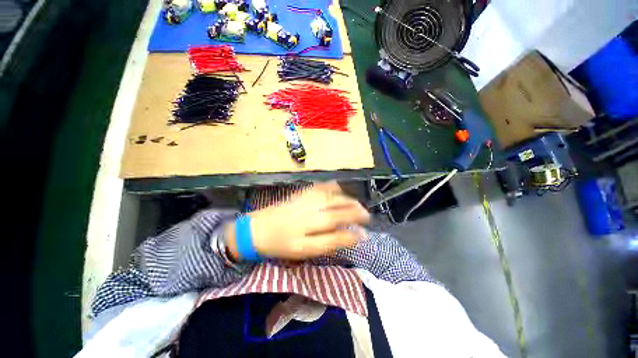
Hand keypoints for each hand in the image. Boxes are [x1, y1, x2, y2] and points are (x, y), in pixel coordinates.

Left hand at [226, 182, 369, 260]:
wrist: (257, 228)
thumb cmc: (280, 244)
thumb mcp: (305, 250)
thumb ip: (329, 242)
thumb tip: (350, 236)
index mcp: (310, 227)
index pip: (339, 226)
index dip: (354, 230)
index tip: (365, 234)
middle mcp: (310, 209)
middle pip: (339, 207)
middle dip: (356, 211)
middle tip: (366, 215)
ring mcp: (306, 198)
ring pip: (333, 195)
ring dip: (348, 199)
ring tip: (356, 205)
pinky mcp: (301, 192)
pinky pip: (322, 186)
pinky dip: (334, 188)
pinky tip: (339, 191)